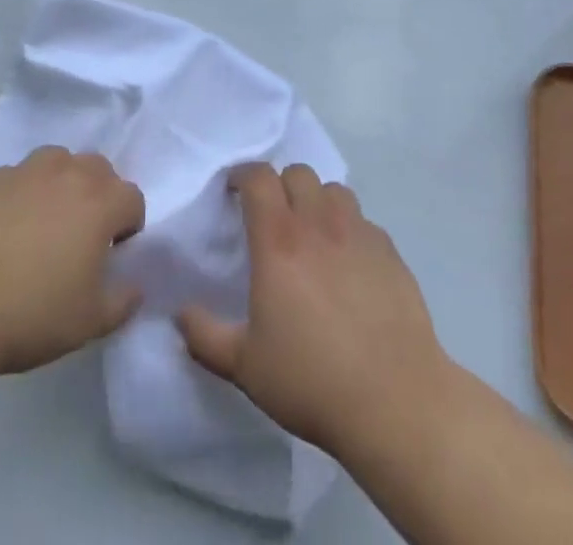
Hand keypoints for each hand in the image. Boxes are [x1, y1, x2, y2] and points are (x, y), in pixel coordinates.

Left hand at [0, 146, 145, 377]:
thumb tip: (133, 286)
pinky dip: (21, 194)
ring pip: (57, 162)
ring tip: (44, 224)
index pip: (132, 199)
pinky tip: (3, 230)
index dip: (129, 227)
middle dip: (100, 196)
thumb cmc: (28, 314)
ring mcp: (24, 171)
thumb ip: (122, 301)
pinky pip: (17, 178)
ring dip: (62, 184)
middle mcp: (66, 173)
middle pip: (99, 169)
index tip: (112, 256)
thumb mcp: (87, 323)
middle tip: (82, 236)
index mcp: (99, 202)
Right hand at [176, 163, 453, 459]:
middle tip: (272, 216)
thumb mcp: (245, 366)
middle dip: (280, 185)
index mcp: (279, 241)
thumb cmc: (311, 379)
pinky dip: (349, 228)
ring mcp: (359, 232)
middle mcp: (319, 223)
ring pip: (334, 190)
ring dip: (317, 200)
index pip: (259, 179)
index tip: (233, 191)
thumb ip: (205, 336)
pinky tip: (349, 263)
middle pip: (298, 173)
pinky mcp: (389, 250)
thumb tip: (180, 314)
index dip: (243, 176)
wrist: (393, 398)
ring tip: (312, 232)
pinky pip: (363, 221)